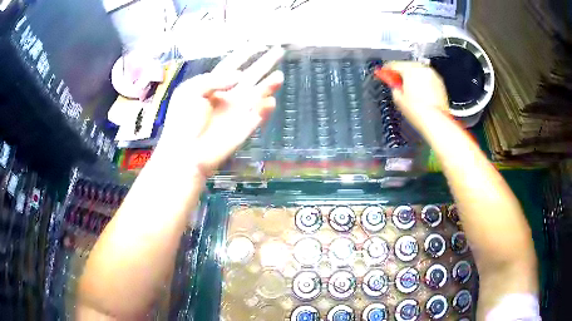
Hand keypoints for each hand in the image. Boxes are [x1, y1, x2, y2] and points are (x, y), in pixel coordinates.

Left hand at [157, 47, 284, 175]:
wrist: (187, 152)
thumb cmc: (183, 120)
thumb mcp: (190, 91)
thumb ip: (214, 79)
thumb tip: (239, 76)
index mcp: (212, 85)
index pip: (232, 64)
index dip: (244, 54)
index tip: (257, 43)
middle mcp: (228, 95)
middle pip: (251, 74)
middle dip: (264, 62)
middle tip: (279, 50)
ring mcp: (238, 110)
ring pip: (259, 93)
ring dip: (270, 84)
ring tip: (279, 76)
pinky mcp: (246, 126)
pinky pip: (260, 114)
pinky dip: (266, 108)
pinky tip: (269, 101)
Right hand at [383, 61, 448, 130]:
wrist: (435, 120)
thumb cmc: (417, 110)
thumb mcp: (398, 99)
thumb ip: (394, 88)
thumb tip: (396, 86)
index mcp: (409, 69)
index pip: (394, 65)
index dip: (386, 70)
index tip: (383, 73)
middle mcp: (422, 68)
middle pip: (408, 66)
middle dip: (401, 73)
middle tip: (396, 82)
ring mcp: (433, 75)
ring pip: (419, 72)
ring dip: (413, 78)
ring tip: (410, 90)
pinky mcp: (440, 83)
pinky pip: (428, 79)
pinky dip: (423, 83)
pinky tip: (420, 94)